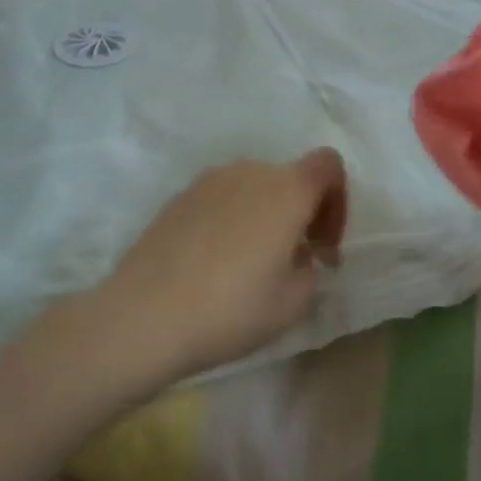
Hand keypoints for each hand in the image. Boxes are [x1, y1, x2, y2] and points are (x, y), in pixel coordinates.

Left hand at [99, 150, 347, 382]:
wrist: (143, 315)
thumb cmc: (230, 309)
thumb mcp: (292, 303)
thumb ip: (309, 268)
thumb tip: (298, 254)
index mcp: (286, 190)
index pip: (328, 165)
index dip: (337, 199)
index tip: (322, 243)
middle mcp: (250, 171)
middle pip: (290, 177)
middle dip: (301, 212)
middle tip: (293, 260)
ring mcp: (210, 180)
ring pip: (254, 187)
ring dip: (265, 215)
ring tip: (251, 264)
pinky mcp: (179, 196)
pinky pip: (222, 198)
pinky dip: (232, 219)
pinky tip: (215, 262)